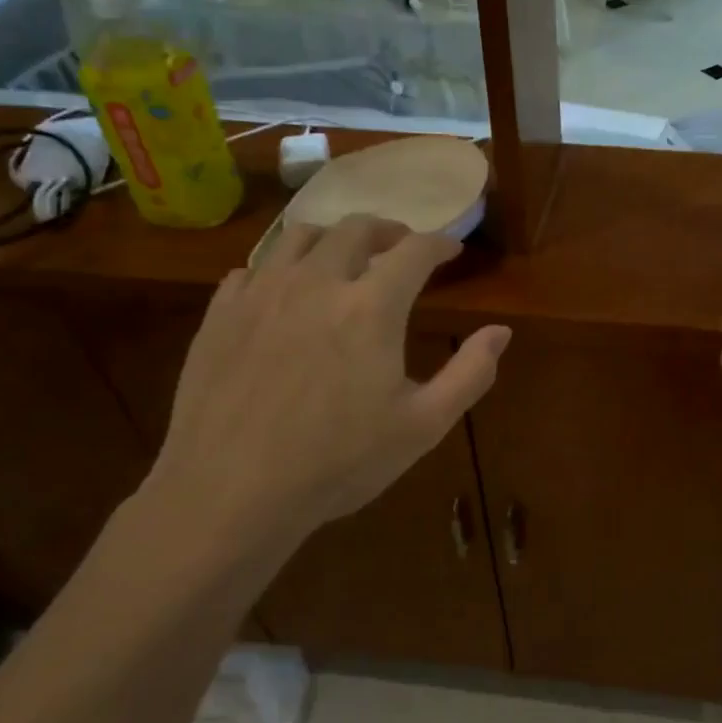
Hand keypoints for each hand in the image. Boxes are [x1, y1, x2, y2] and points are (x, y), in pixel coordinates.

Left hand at [145, 216, 510, 577]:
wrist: (231, 493)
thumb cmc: (339, 462)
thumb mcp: (423, 425)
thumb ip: (471, 373)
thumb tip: (501, 331)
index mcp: (371, 306)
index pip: (414, 251)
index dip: (439, 244)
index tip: (451, 249)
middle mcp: (316, 282)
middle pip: (356, 229)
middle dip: (388, 230)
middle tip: (402, 246)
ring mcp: (261, 294)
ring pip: (299, 236)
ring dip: (333, 237)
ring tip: (345, 257)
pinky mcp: (220, 313)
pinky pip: (253, 267)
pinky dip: (281, 267)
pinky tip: (286, 292)